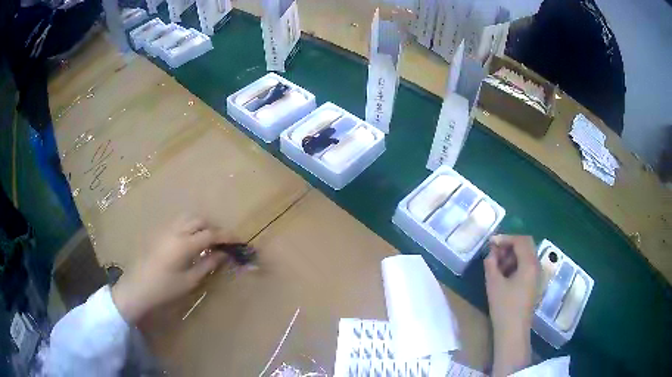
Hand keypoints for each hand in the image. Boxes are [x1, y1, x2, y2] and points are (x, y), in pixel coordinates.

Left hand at [111, 216, 228, 323]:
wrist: (137, 287)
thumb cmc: (164, 288)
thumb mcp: (189, 280)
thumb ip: (207, 264)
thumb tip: (223, 254)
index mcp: (184, 243)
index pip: (211, 234)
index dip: (227, 236)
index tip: (239, 240)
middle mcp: (175, 230)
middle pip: (200, 220)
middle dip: (214, 228)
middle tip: (222, 243)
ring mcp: (165, 229)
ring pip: (188, 217)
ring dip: (201, 225)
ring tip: (207, 240)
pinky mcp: (158, 232)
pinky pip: (178, 222)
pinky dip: (190, 226)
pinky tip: (190, 240)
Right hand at [484, 235, 538, 376]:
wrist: (513, 331)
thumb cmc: (504, 306)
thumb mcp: (494, 283)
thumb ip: (491, 263)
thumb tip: (491, 252)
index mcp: (529, 263)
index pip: (521, 240)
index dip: (505, 238)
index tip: (490, 243)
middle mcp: (537, 266)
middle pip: (526, 245)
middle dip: (509, 245)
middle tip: (494, 253)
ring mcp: (537, 275)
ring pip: (526, 255)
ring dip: (512, 255)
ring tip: (497, 265)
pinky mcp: (533, 284)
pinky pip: (526, 266)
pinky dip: (516, 264)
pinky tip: (504, 275)